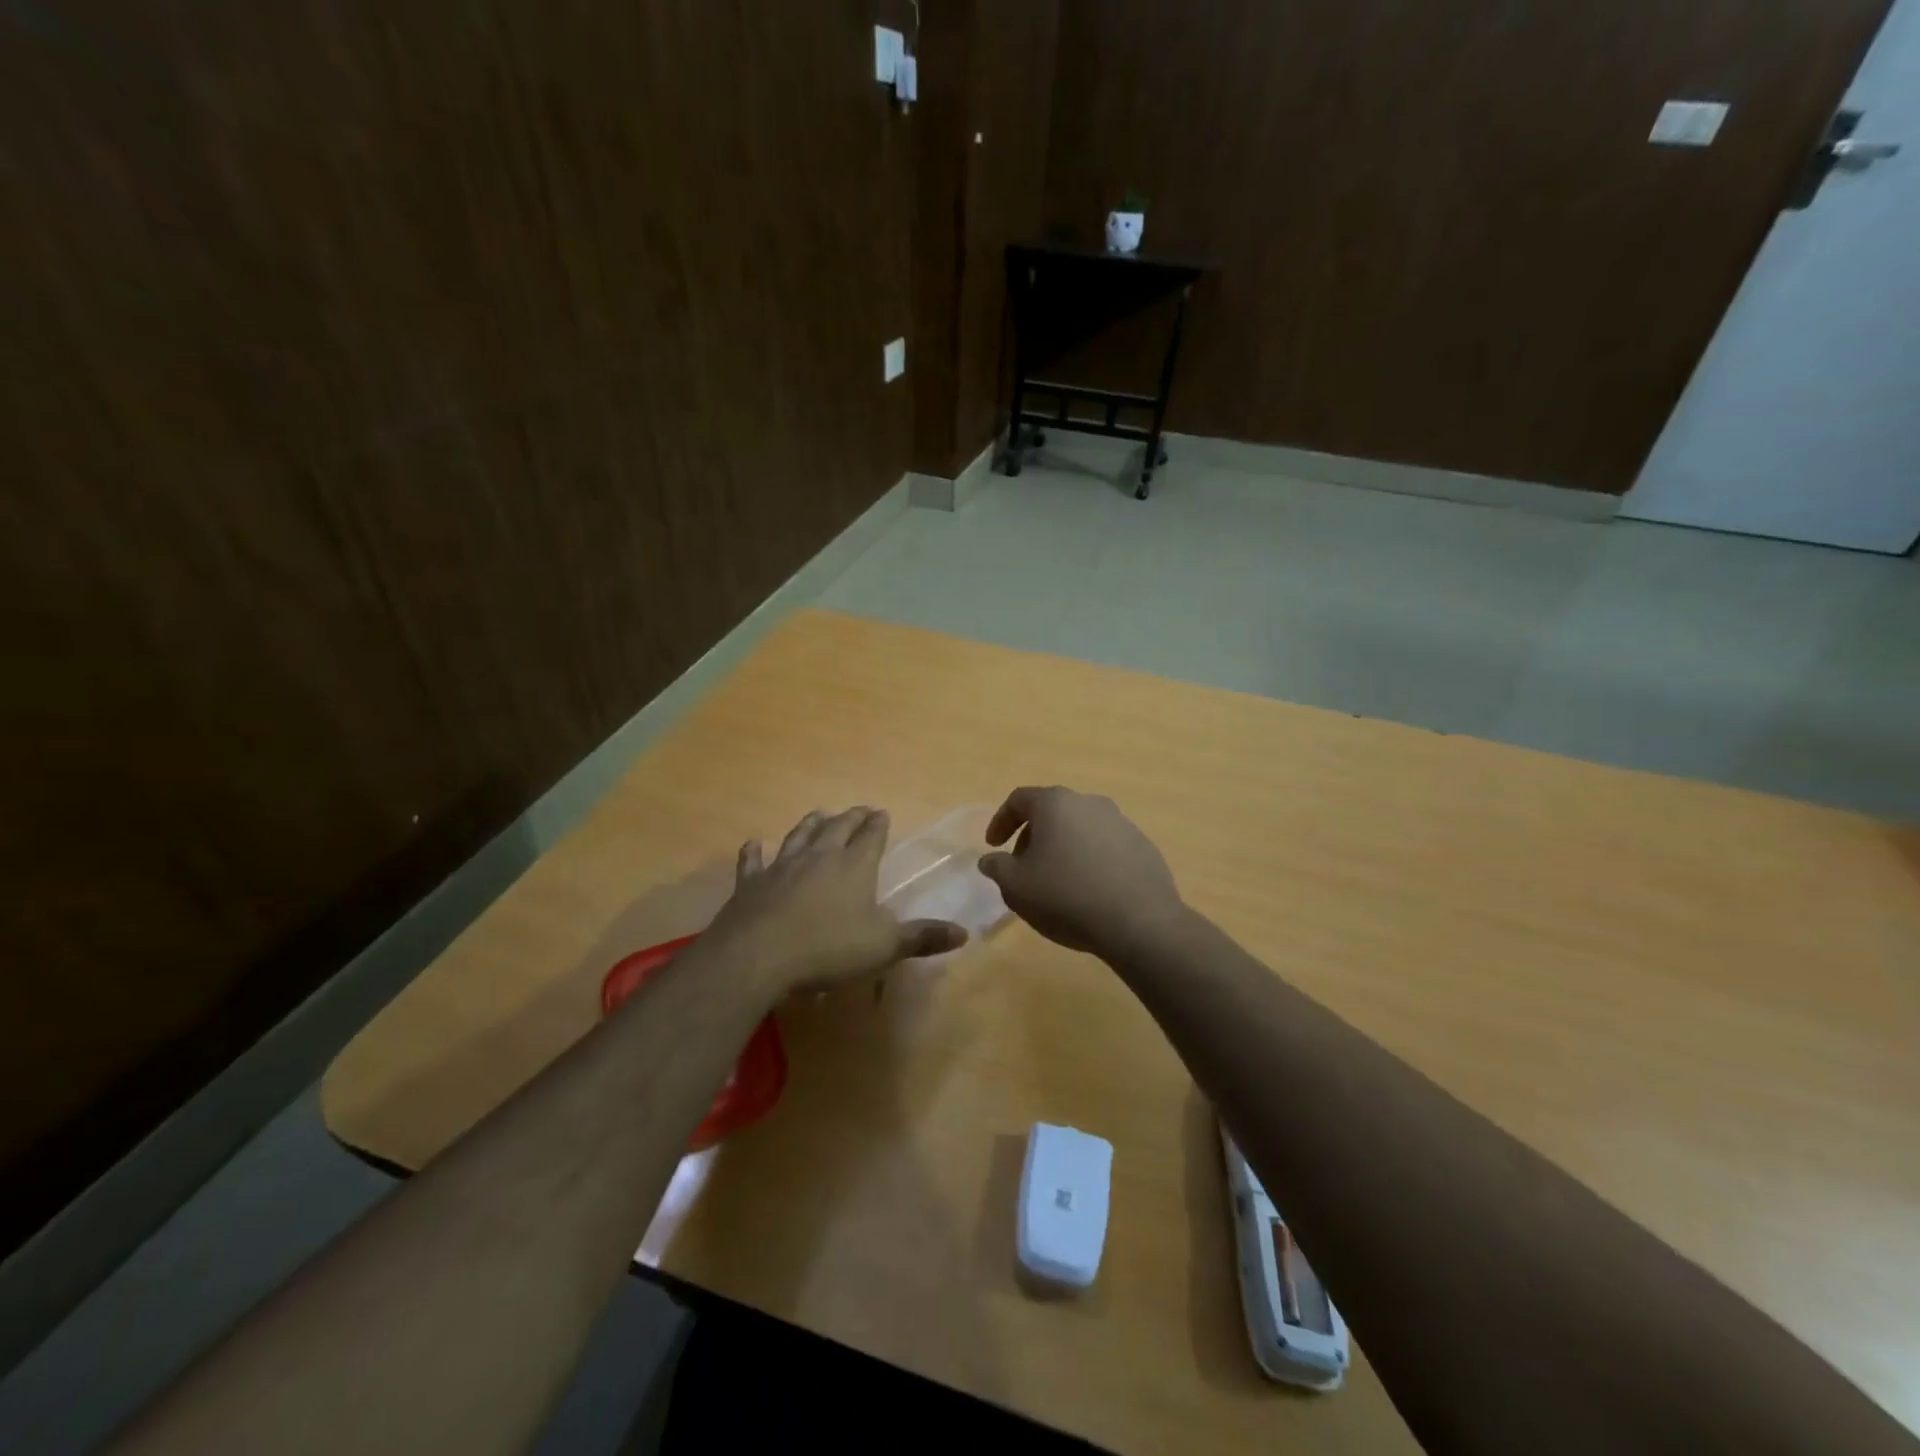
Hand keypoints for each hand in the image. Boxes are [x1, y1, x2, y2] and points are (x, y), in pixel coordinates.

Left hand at [704, 807, 966, 996]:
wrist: (758, 955)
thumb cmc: (828, 949)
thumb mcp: (884, 947)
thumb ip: (922, 937)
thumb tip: (963, 933)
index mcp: (854, 867)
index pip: (871, 837)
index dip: (878, 824)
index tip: (882, 812)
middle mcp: (819, 857)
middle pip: (838, 828)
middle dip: (852, 817)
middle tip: (860, 809)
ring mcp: (782, 866)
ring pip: (799, 835)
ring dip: (811, 824)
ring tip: (819, 814)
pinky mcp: (751, 883)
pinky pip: (753, 862)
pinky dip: (755, 851)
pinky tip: (754, 843)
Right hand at [977, 787, 1187, 958]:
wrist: (1139, 921)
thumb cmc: (1067, 896)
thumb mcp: (1016, 886)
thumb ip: (997, 867)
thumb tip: (990, 859)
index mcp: (1055, 804)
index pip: (1019, 800)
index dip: (1001, 821)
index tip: (993, 846)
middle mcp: (1089, 802)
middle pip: (1052, 811)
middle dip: (1032, 837)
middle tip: (1023, 868)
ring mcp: (1121, 822)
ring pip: (1080, 828)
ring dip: (1063, 848)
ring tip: (1057, 882)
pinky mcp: (1142, 845)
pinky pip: (1106, 846)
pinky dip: (1090, 860)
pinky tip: (1089, 890)